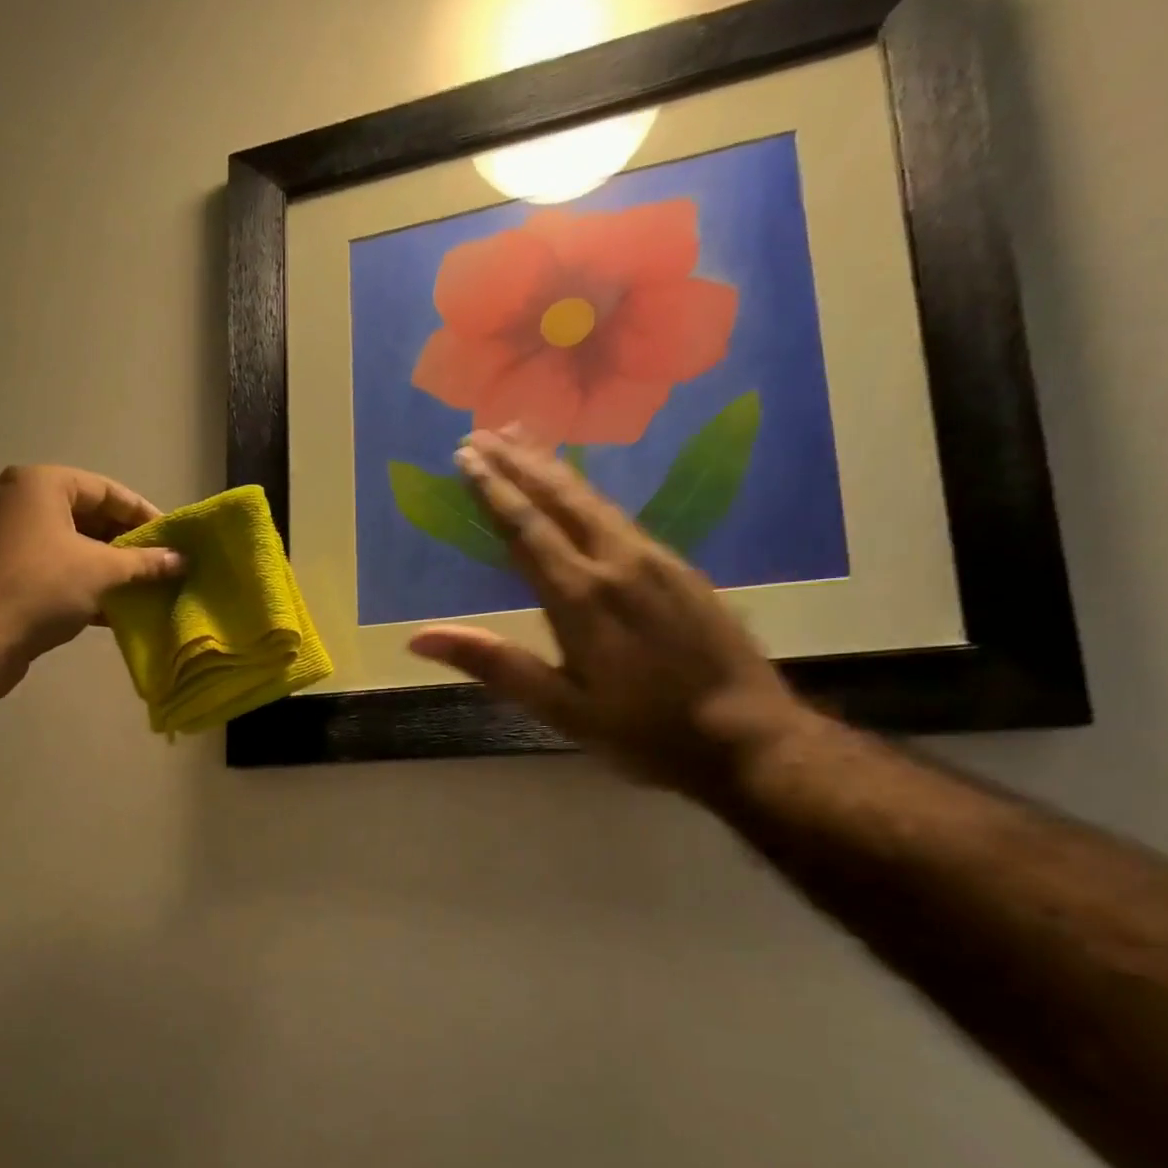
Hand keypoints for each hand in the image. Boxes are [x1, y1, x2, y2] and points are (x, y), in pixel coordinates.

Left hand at [0, 464, 181, 696]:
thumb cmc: (42, 586)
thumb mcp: (102, 571)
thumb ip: (145, 563)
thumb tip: (182, 560)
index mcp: (38, 484)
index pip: (105, 489)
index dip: (142, 513)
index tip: (169, 538)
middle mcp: (13, 500)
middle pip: (83, 514)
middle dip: (123, 542)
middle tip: (155, 565)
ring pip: (64, 544)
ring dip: (102, 565)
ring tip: (137, 588)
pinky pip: (45, 566)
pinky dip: (76, 581)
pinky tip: (107, 609)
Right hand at [408, 432, 813, 796]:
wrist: (747, 736)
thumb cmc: (643, 731)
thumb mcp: (561, 709)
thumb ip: (495, 665)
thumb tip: (420, 639)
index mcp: (582, 597)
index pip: (527, 529)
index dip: (493, 491)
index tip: (464, 456)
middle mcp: (618, 564)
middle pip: (561, 499)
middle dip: (519, 463)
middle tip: (483, 432)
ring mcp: (655, 561)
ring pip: (594, 501)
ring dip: (554, 468)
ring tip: (523, 439)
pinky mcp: (680, 569)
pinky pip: (622, 515)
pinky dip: (588, 493)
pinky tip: (582, 493)